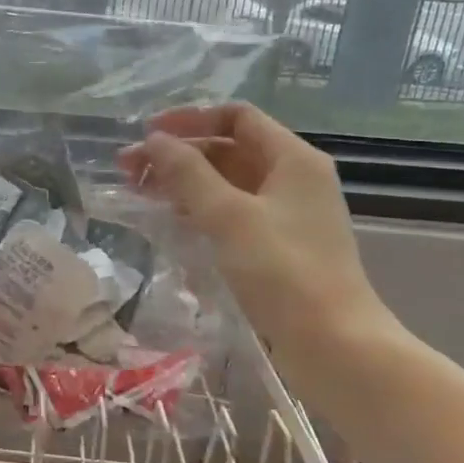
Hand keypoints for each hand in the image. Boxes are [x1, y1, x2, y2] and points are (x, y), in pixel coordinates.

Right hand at [117, 103, 394, 361]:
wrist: (334, 345)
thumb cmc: (284, 272)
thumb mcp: (229, 216)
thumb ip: (188, 174)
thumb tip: (154, 140)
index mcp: (292, 159)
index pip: (237, 117)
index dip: (190, 119)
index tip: (148, 133)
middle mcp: (292, 178)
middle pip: (228, 148)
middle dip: (178, 154)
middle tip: (129, 169)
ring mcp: (286, 214)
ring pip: (226, 182)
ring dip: (183, 182)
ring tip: (139, 192)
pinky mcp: (276, 245)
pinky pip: (231, 212)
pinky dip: (199, 209)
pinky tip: (170, 220)